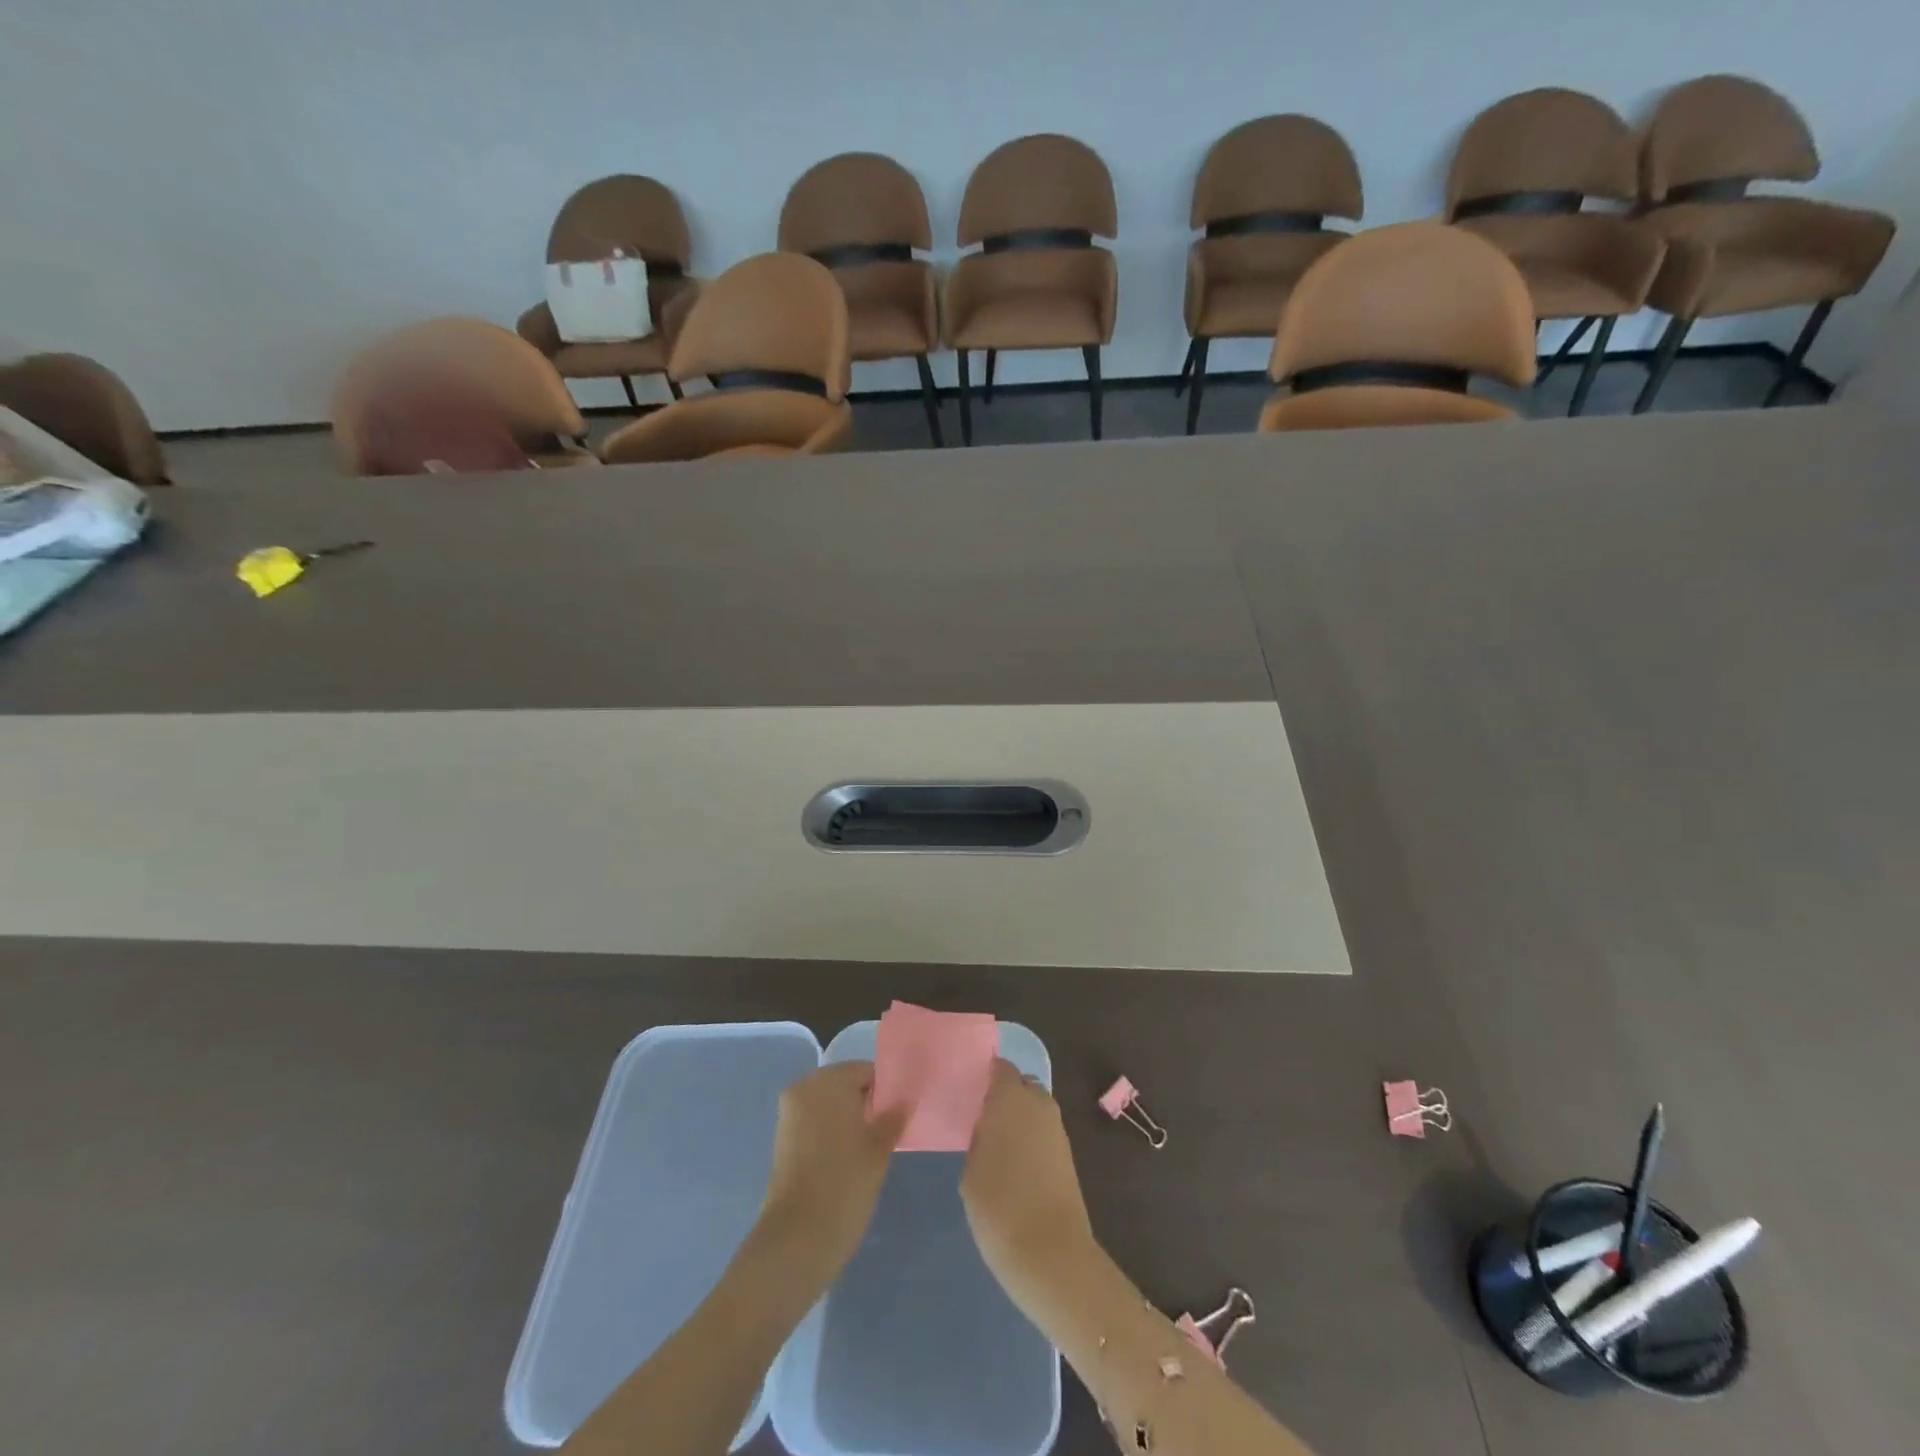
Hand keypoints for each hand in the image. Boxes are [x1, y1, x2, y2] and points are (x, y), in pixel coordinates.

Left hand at [756, 1062, 905, 1283]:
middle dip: (866, 1102)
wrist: (797, 1239)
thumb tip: (904, 1100)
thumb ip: (893, 1118)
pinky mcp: (782, 1138)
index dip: (887, 1090)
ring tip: (871, 1145)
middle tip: (889, 1129)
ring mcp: (790, 1112)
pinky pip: (814, 1121)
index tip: (901, 1113)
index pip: (867, 1071)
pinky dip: (831, 1131)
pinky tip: (848, 1156)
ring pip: (829, 1103)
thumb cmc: (845, 1185)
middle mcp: (805, 1087)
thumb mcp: (879, 1150)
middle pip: (845, 1083)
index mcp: (830, 1081)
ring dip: (848, 1117)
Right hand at [961, 1060, 1095, 1300]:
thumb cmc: (998, 1206)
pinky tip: (1014, 1161)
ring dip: (1019, 1116)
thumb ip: (979, 1135)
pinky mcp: (1067, 1153)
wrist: (1049, 1252)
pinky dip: (1031, 1136)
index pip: (1000, 1067)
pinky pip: (1044, 1130)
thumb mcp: (971, 1169)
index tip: (970, 1087)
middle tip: (981, 1114)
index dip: (986, 1074)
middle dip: (1005, 1093)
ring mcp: (1057, 1128)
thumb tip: (985, 1125)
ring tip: (995, 1141)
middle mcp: (1038, 1104)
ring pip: (1035, 1107)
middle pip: (1021, 1084)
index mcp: (1010, 1098)